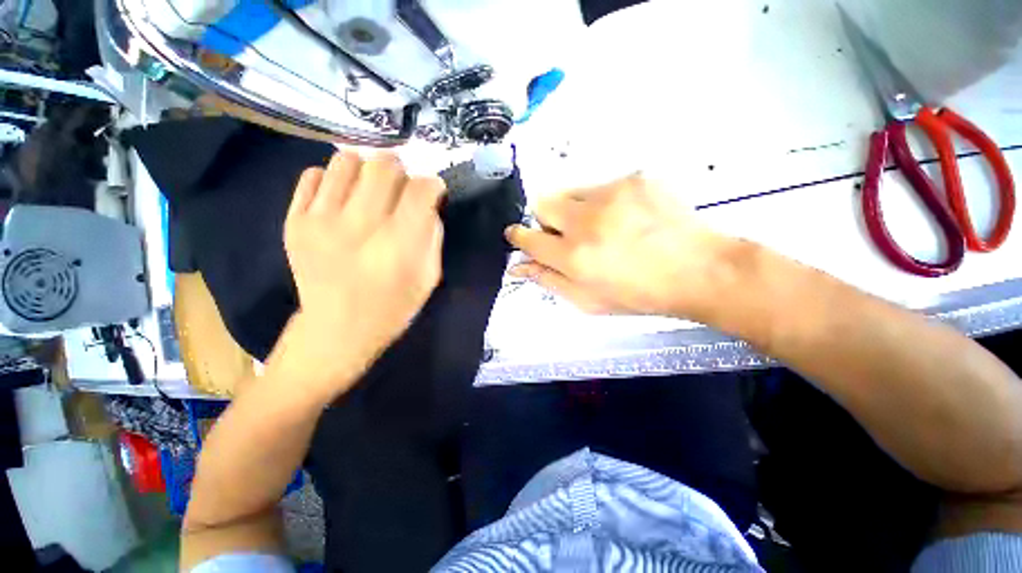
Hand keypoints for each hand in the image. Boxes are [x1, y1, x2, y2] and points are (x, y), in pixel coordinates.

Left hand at [274, 151, 445, 401]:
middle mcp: (359, 225)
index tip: (433, 193)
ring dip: (366, 169)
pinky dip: (333, 180)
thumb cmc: (392, 307)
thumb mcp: (429, 278)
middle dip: (401, 171)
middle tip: (402, 188)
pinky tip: (342, 199)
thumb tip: (428, 204)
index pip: (421, 189)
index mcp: (398, 244)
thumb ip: (432, 236)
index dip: (433, 185)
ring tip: (370, 190)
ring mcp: (320, 220)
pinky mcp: (294, 221)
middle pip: (384, 165)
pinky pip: (313, 175)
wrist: (335, 330)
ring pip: (346, 160)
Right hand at [505, 174, 735, 318]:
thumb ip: (549, 280)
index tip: (518, 235)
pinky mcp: (633, 179)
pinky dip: (604, 202)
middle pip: (542, 203)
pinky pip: (601, 186)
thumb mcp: (588, 300)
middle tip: (569, 235)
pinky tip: (628, 218)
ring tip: (604, 227)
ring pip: (570, 192)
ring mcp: (610, 195)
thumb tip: (518, 267)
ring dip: (576, 210)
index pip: (528, 238)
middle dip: (546, 219)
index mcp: (573, 257)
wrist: (698, 270)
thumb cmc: (639, 295)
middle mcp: (585, 222)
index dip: (519, 236)